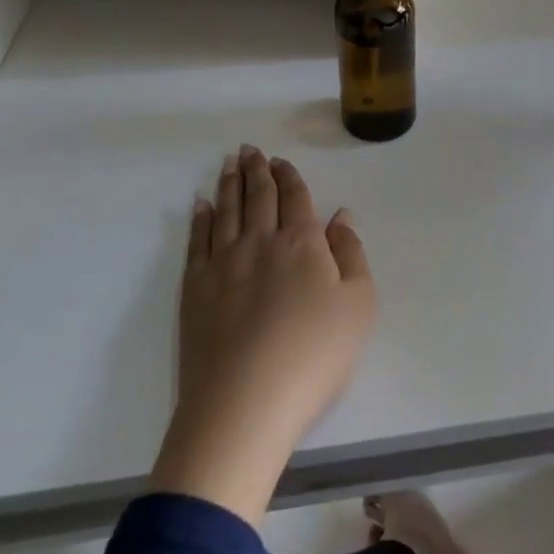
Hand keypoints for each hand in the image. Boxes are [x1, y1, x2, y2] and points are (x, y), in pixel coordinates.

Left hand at [151, 146, 375, 522]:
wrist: (244, 404)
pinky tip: (200, 206)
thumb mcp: (358, 304)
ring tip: (228, 163)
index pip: (295, 198)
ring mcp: (222, 264)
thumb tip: (339, 215)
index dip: (288, 176)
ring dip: (228, 184)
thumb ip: (351, 253)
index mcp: (302, 242)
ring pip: (226, 211)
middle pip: (258, 196)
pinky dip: (200, 219)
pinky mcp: (194, 289)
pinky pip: (197, 241)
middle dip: (256, 170)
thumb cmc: (314, 355)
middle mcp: (260, 242)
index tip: (279, 160)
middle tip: (249, 149)